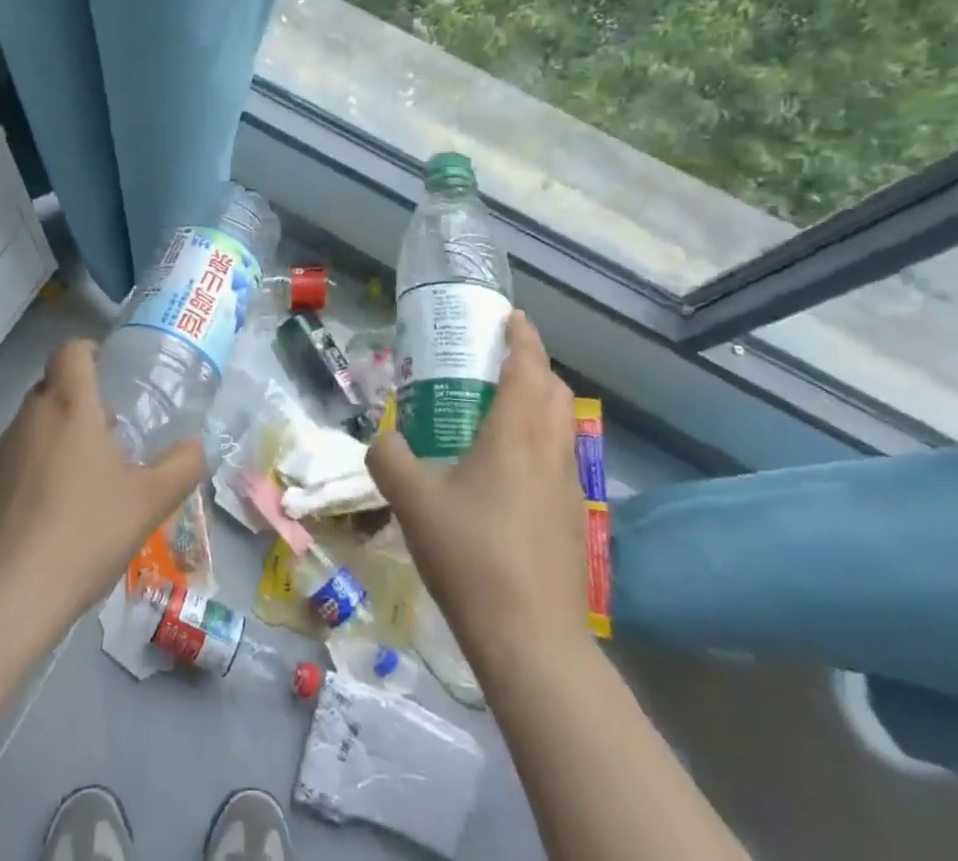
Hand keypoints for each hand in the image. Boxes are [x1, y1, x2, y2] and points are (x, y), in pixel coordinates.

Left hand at [0, 340, 203, 637]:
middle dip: (79, 398)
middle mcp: (29, 417)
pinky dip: (36, 467)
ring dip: (58, 434)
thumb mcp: (150, 501)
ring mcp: (0, 452)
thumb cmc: (84, 533)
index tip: (111, 374)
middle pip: (52, 385)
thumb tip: (195, 446)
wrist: (6, 598)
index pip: (71, 351)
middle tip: (110, 431)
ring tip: (86, 476)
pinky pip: (16, 458)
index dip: (90, 352)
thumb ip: (182, 466)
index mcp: (69, 406)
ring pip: (33, 422)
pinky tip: (54, 511)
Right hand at [367, 310, 588, 669]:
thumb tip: (381, 438)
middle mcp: (552, 450)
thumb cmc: (471, 555)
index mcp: (517, 432)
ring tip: (499, 415)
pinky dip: (542, 444)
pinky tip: (508, 475)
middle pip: (556, 390)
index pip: (529, 365)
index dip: (522, 335)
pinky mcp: (576, 521)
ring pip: (564, 426)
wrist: (531, 641)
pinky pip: (562, 461)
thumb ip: (389, 458)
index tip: (509, 317)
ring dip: (540, 406)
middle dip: (533, 367)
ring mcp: (570, 487)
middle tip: (496, 366)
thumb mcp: (413, 501)